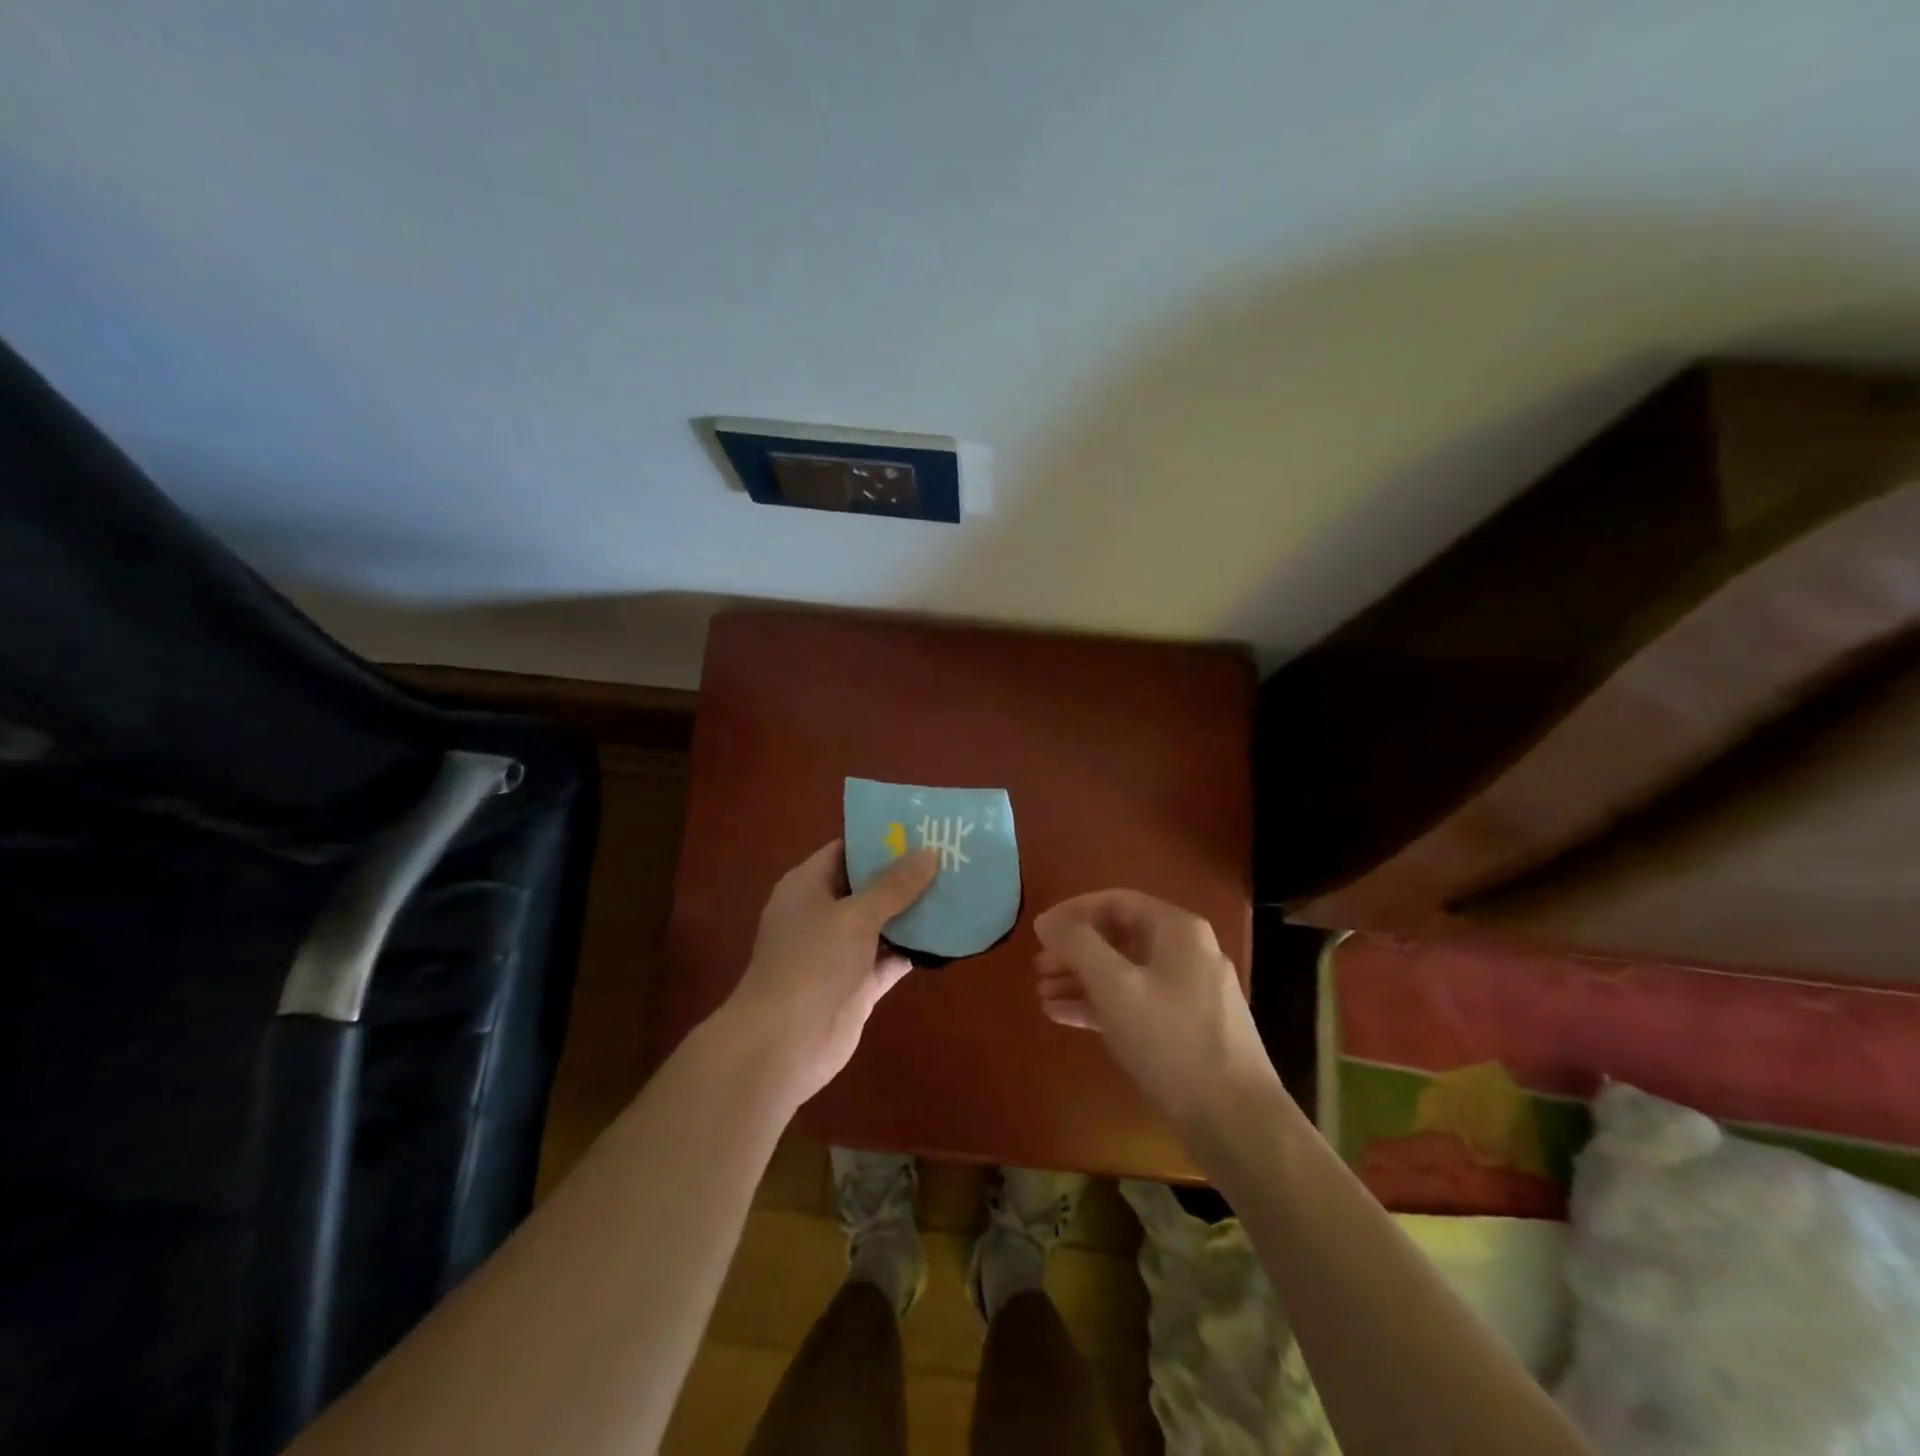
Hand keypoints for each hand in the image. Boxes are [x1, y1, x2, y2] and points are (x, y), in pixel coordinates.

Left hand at [721, 840, 937, 1105]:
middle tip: (951, 856)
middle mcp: (823, 914)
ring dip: (915, 912)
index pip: (846, 850)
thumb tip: (929, 853)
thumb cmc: (811, 963)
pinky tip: (949, 936)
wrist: (783, 1045)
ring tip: (959, 889)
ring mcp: (840, 952)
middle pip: (868, 886)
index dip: (881, 839)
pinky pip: (890, 958)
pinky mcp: (857, 984)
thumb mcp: (854, 916)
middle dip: (906, 875)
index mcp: (808, 886)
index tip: (922, 829)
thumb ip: (893, 886)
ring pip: (883, 923)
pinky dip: (914, 949)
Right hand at [1033, 890, 1276, 1141]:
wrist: (1235, 1120)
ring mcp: (1189, 991)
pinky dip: (1101, 1004)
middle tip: (1038, 968)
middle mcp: (1187, 952)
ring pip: (1125, 972)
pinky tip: (1065, 1017)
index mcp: (1177, 930)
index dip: (1073, 912)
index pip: (1115, 902)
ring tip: (1043, 995)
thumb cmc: (1170, 1040)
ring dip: (1083, 980)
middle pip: (1119, 937)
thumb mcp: (1115, 986)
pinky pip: (1136, 1001)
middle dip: (1075, 951)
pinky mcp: (1186, 1027)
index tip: (1040, 932)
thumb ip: (1077, 945)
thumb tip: (1047, 920)